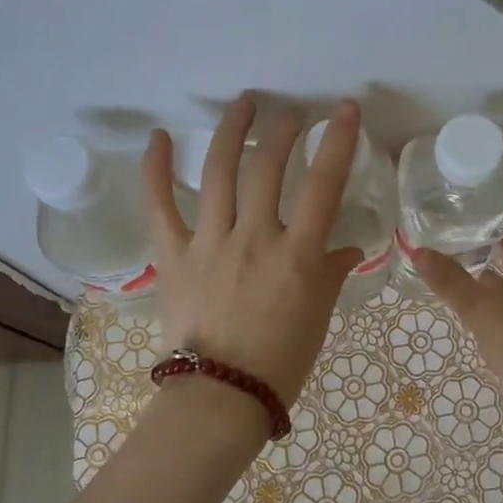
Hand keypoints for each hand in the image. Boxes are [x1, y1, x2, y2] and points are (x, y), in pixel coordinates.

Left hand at [143, 97, 365, 405]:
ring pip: (219, 173)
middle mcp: (255, 237)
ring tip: (243, 105)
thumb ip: (332, 273)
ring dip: (231, 132)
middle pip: (268, 167)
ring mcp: (210, 242)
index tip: (344, 110)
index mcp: (297, 254)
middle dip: (283, 130)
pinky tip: (157, 137)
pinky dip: (154, 169)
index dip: (338, 141)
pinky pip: (160, 206)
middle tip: (291, 114)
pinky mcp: (174, 256)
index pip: (324, 184)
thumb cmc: (281, 360)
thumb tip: (348, 249)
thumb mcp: (319, 314)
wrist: (222, 396)